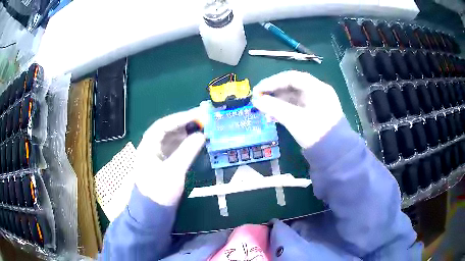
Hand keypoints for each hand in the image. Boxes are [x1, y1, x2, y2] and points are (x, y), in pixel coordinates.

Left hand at [134, 107, 207, 205]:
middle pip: (168, 130)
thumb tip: (202, 135)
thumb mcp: (174, 172)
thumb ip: (188, 151)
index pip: (163, 125)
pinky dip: (187, 144)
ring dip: (187, 133)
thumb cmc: (159, 192)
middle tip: (204, 120)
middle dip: (185, 124)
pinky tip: (196, 142)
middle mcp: (152, 147)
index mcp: (148, 146)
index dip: (180, 118)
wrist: (152, 214)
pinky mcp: (165, 164)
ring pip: (173, 139)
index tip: (197, 115)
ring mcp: (159, 156)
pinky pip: (176, 148)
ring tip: (203, 129)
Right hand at [252, 71, 343, 148]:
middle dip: (274, 92)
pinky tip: (274, 116)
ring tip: (264, 109)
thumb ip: (273, 107)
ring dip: (278, 101)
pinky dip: (286, 109)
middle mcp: (318, 91)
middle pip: (292, 86)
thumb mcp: (293, 119)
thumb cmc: (315, 133)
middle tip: (259, 99)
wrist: (335, 153)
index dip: (272, 82)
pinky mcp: (316, 113)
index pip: (291, 77)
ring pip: (294, 96)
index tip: (258, 90)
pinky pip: (298, 106)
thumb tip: (256, 100)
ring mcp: (318, 102)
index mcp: (317, 88)